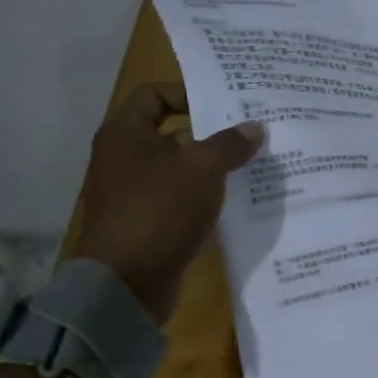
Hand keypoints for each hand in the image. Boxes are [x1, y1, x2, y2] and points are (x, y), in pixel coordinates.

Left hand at [71, 83, 263, 322]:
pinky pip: (177, 196)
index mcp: (125, 134)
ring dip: (209, 165)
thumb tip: (255, 127)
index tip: (223, 103)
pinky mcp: (144, 221)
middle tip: (248, 131)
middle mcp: (122, 157)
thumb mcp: (203, 170)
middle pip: (169, 131)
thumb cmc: (160, 210)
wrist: (126, 284)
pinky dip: (201, 194)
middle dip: (209, 131)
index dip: (186, 93)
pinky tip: (234, 198)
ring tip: (250, 162)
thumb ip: (230, 144)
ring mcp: (131, 192)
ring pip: (176, 167)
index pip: (153, 95)